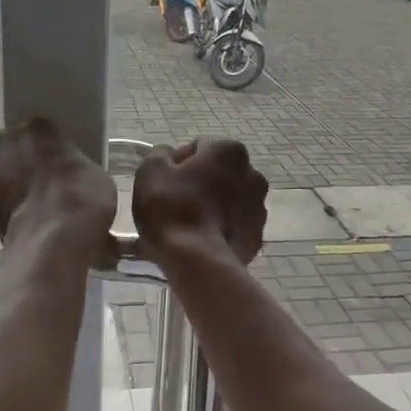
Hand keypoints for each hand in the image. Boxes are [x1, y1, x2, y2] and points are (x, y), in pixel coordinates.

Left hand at [0, 119, 117, 266]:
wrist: (57, 233)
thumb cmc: (84, 202)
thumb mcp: (94, 175)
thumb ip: (71, 168)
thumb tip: (67, 182)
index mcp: (38, 129)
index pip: (33, 131)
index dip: (37, 150)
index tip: (44, 166)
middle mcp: (3, 139)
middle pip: (1, 148)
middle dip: (8, 165)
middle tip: (24, 190)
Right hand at [132, 139, 266, 265]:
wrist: (199, 262)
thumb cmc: (172, 209)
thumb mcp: (151, 171)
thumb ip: (160, 154)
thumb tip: (168, 156)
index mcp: (229, 151)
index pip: (198, 148)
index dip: (176, 164)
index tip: (163, 184)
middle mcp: (252, 173)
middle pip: (217, 174)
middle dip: (198, 184)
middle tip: (173, 204)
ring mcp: (259, 207)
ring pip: (228, 200)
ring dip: (211, 206)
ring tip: (187, 227)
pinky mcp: (257, 236)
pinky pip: (234, 225)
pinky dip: (220, 229)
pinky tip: (201, 242)